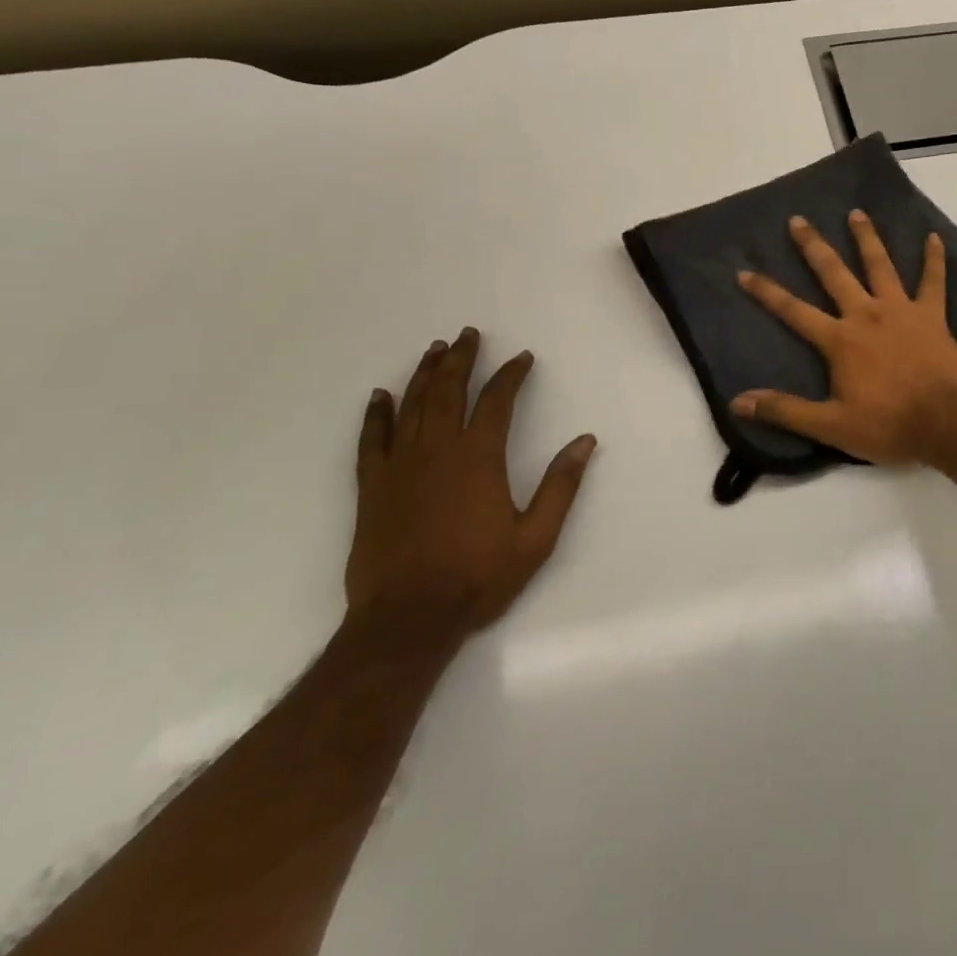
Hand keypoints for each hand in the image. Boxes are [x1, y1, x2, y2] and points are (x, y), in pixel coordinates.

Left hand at [346, 328, 596, 640]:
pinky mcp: (372, 488)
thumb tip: (584, 441)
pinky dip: (376, 415)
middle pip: (448, 391)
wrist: (407, 620)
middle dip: (460, 359)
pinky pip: (372, 440)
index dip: (511, 375)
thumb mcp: (535, 537)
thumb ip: (560, 486)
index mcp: (479, 458)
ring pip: (411, 407)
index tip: (522, 358)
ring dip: (424, 375)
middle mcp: (438, 451)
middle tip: (468, 334)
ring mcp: (400, 467)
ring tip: (434, 350)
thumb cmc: (477, 577)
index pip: (497, 401)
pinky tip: (380, 397)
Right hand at [732, 211, 956, 465]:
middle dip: (813, 247)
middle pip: (834, 274)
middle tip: (798, 220)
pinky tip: (934, 237)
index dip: (767, 292)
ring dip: (867, 238)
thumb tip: (738, 402)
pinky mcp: (932, 315)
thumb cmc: (888, 425)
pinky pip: (933, 281)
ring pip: (880, 266)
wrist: (947, 423)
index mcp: (839, 340)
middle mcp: (866, 315)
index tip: (745, 271)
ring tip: (857, 213)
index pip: (793, 311)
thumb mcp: (830, 426)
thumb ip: (785, 410)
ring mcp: (901, 310)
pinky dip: (934, 259)